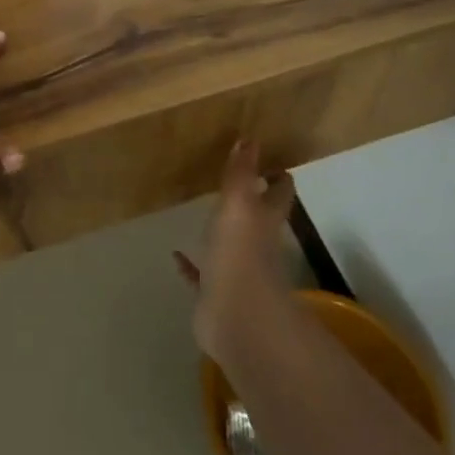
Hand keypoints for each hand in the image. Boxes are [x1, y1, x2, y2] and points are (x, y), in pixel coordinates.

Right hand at [174, 141, 297, 366]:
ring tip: (205, 216)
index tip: (273, 163)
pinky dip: (191, 265)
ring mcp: (235, 271)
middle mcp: (255, 245)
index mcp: (265, 222)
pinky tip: (176, 255)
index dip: (278, 179)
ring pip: (230, 247)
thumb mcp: (239, 204)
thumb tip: (250, 138)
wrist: (236, 317)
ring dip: (221, 234)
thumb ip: (241, 172)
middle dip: (252, 204)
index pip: (278, 194)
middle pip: (258, 220)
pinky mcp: (213, 293)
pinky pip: (201, 273)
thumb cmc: (240, 253)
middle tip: (236, 183)